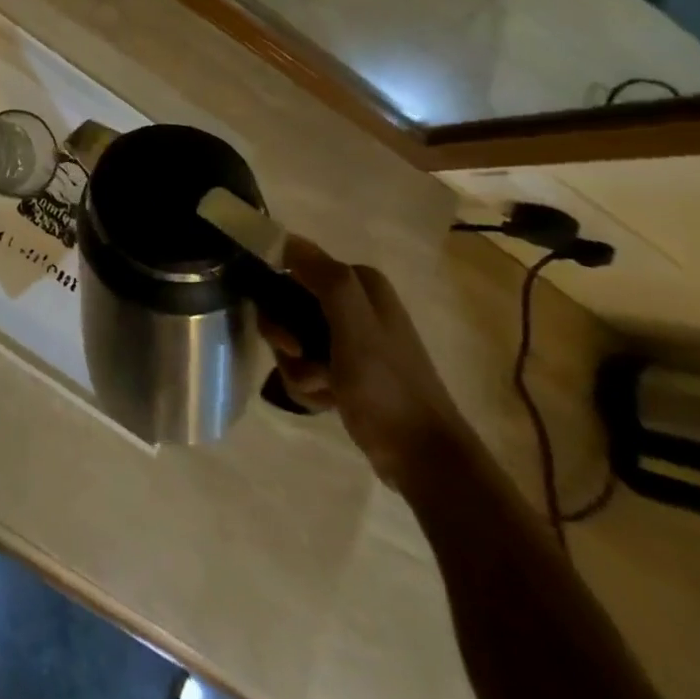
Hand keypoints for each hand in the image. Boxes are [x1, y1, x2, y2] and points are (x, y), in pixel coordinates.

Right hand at [260, 236, 469, 486]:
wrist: (423, 460)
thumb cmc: (387, 387)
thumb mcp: (354, 325)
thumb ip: (325, 278)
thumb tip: (285, 238)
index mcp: (360, 283)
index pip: (293, 266)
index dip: (276, 293)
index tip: (282, 329)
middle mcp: (354, 303)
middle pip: (287, 304)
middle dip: (284, 336)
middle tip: (296, 354)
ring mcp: (350, 339)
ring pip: (292, 337)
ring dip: (295, 365)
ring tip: (319, 389)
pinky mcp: (346, 370)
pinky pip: (304, 364)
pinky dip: (307, 384)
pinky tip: (326, 401)